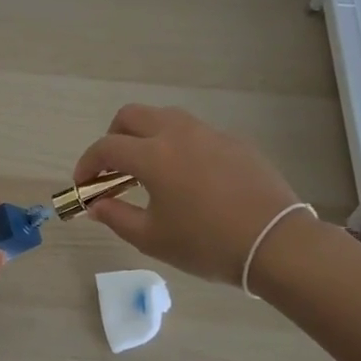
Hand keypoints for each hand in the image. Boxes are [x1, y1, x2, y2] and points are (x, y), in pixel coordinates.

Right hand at [74, 105, 311, 283]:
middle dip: (113, 137)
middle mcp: (178, 133)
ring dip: (146, 136)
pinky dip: (178, 145)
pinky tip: (188, 178)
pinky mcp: (234, 141)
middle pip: (131, 115)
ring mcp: (210, 133)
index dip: (87, 164)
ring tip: (149, 170)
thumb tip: (95, 205)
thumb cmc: (207, 244)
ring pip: (165, 117)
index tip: (84, 185)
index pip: (106, 147)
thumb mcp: (153, 238)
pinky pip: (195, 132)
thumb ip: (116, 217)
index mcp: (154, 154)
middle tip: (113, 169)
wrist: (276, 243)